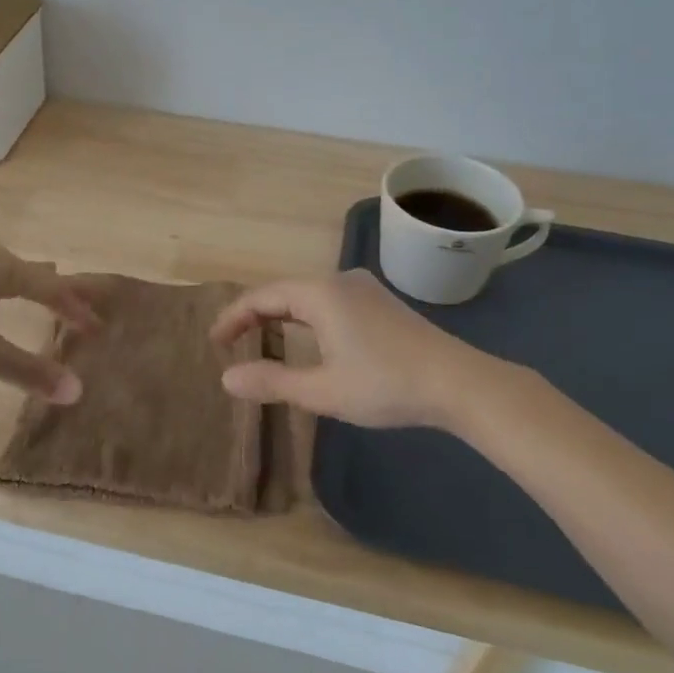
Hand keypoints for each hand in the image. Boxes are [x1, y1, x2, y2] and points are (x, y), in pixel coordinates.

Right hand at [209, 269, 541, 431]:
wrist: (460, 383)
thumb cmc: (386, 384)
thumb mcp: (323, 391)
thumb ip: (272, 382)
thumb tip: (226, 379)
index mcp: (320, 294)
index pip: (261, 297)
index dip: (233, 317)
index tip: (213, 342)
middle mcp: (339, 281)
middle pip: (283, 292)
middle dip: (254, 316)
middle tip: (230, 342)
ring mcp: (363, 289)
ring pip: (306, 296)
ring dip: (280, 317)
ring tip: (261, 340)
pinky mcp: (380, 303)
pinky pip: (327, 301)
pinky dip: (305, 318)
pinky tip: (307, 339)